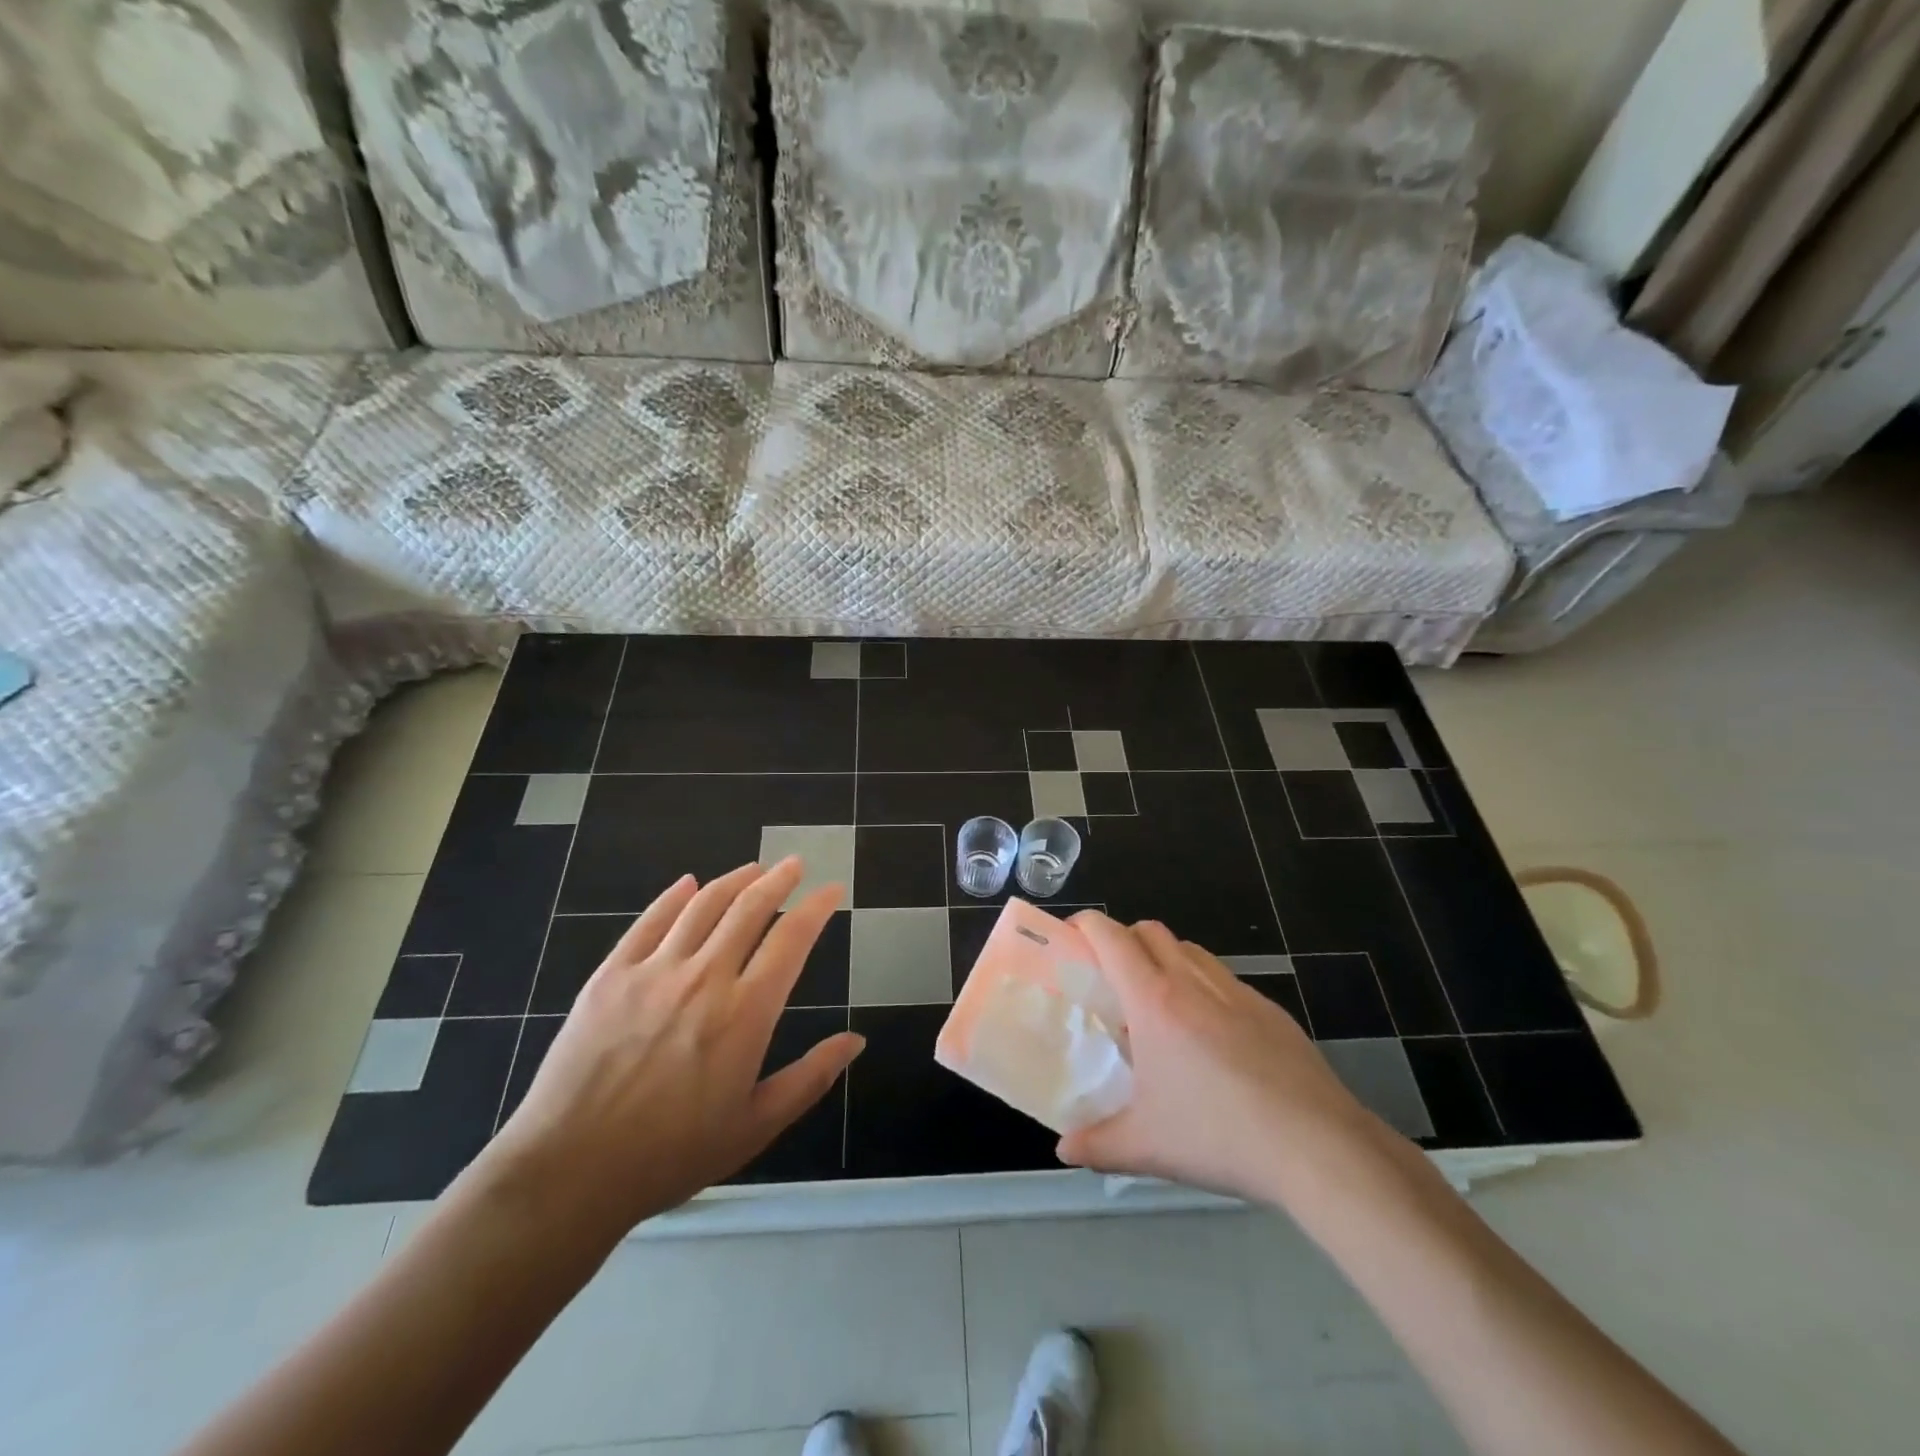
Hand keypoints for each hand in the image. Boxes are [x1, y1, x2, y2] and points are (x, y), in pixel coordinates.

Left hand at [478, 859, 862, 1234]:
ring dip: (733, 880)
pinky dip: (673, 897)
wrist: (569, 1172)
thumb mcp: (756, 1126)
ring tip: (753, 868)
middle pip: (749, 909)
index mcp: (745, 1013)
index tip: (831, 890)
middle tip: (794, 864)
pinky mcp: (610, 976)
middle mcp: (704, 978)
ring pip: (702, 906)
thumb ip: (811, 1078)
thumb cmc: (672, 1155)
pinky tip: (686, 885)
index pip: (792, 939)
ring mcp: (653, 972)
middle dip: (778, 880)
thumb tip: (856, 1041)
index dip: (817, 908)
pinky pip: (648, 922)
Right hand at [1055, 914, 1399, 1204]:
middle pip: (1149, 930)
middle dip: (1123, 940)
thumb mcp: (1146, 1146)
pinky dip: (1202, 985)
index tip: (1070, 939)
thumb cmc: (1219, 1135)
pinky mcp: (1270, 1009)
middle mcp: (1192, 981)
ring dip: (1164, 958)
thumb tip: (1065, 1148)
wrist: (1317, 1146)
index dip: (1084, 925)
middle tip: (1110, 979)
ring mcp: (1236, 991)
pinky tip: (1210, 1036)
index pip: (1110, 936)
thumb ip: (1096, 1145)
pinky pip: (1224, 978)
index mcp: (1154, 1000)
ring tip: (1159, 1005)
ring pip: (1189, 949)